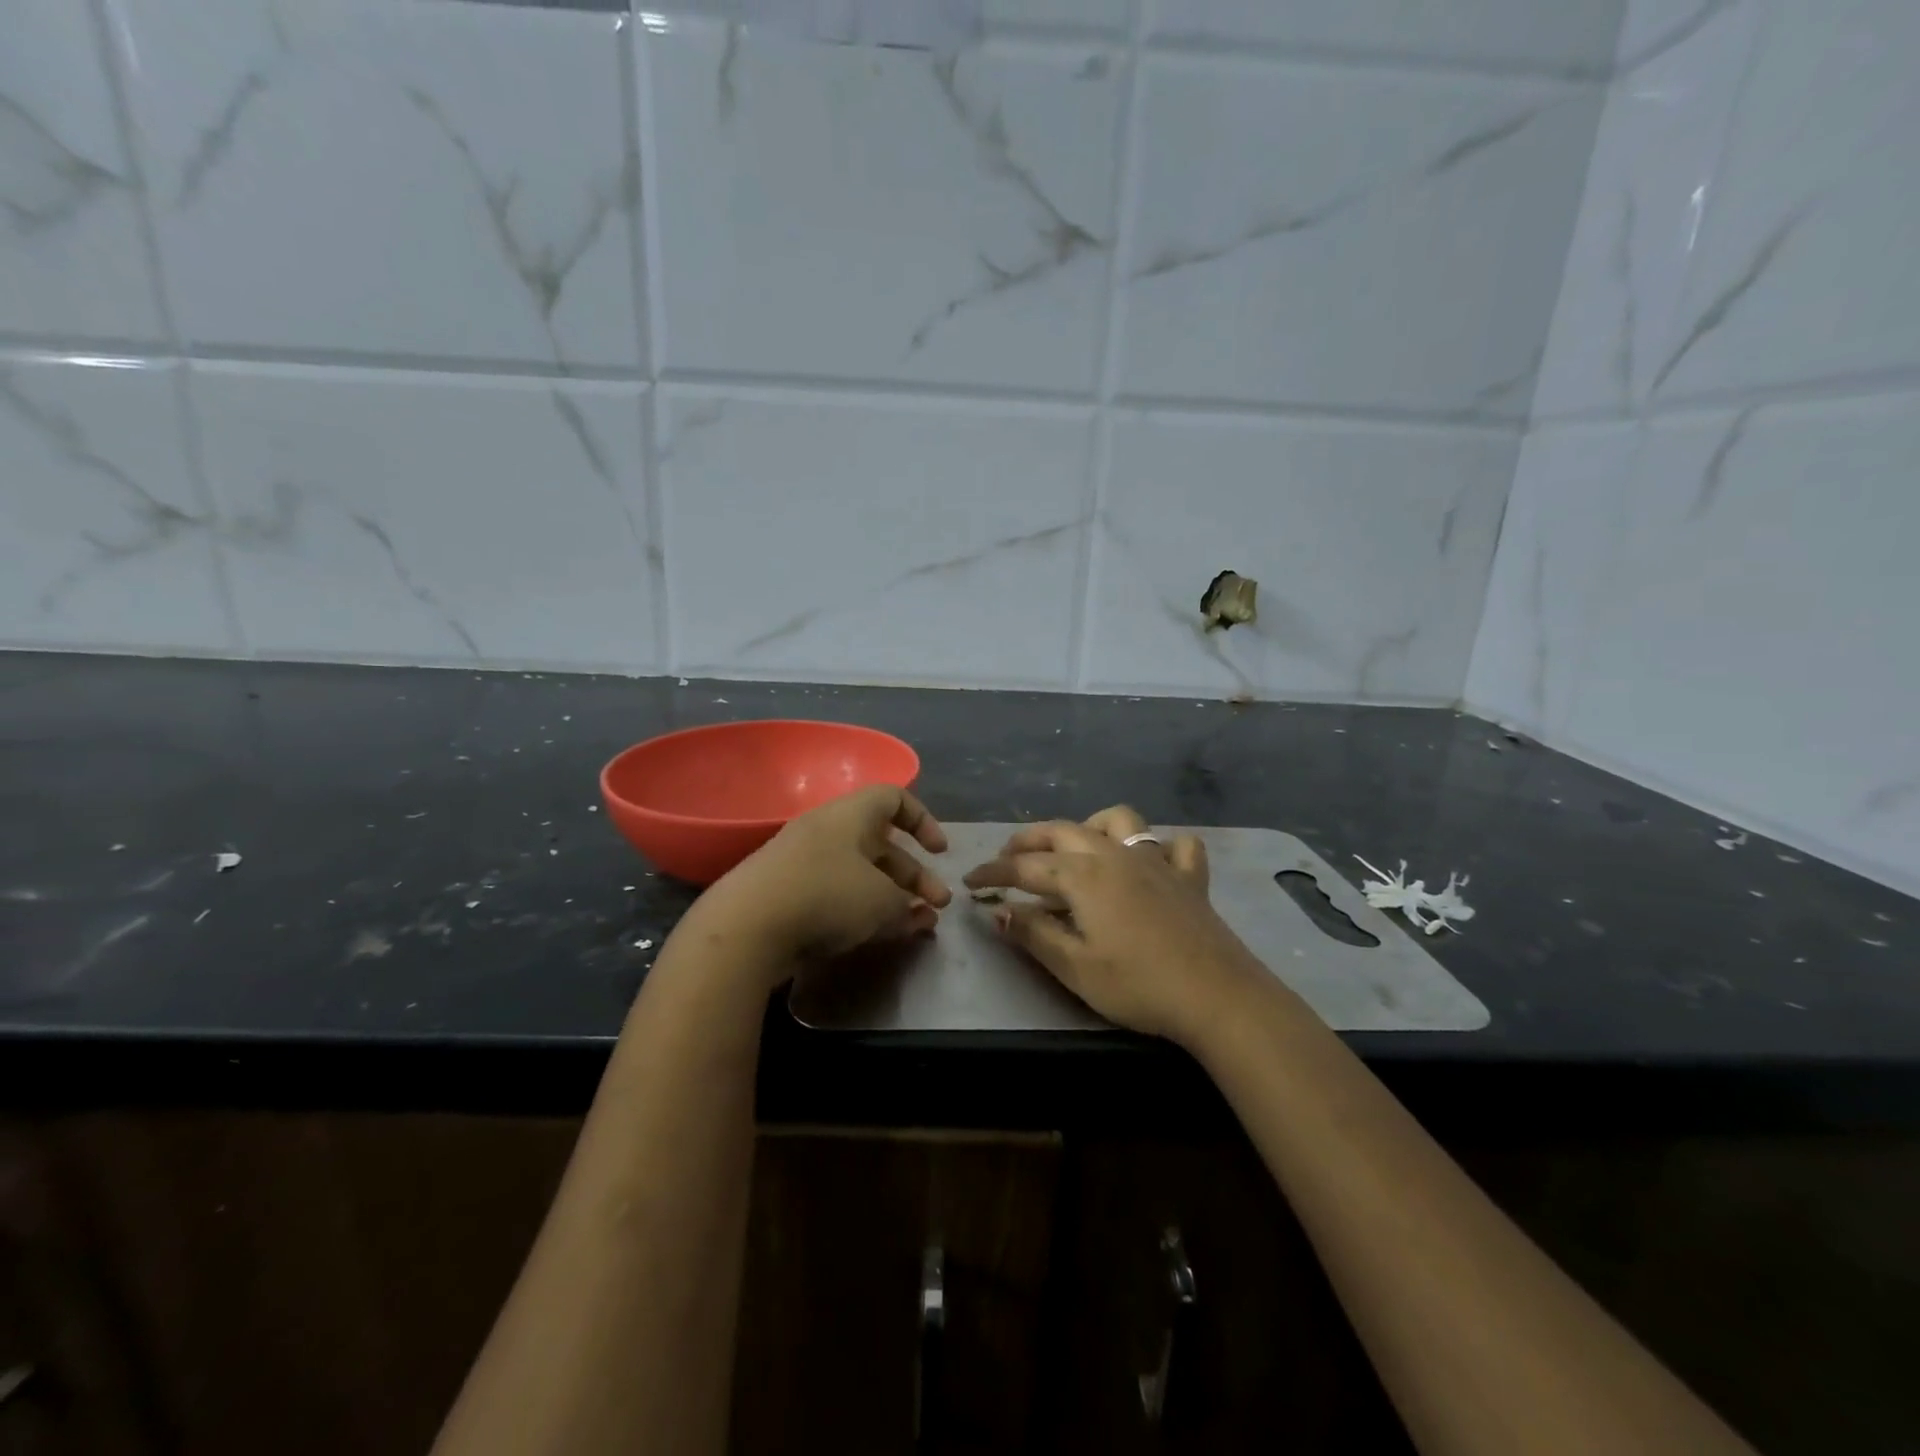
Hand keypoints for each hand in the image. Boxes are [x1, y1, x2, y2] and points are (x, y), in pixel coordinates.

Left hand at [694, 785, 951, 981]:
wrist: (745, 927)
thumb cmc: (826, 895)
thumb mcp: (882, 901)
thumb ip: (908, 906)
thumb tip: (918, 914)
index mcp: (851, 815)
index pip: (894, 799)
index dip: (923, 821)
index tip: (939, 852)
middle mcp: (827, 831)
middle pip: (881, 844)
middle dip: (914, 875)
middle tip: (938, 905)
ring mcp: (803, 863)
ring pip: (860, 874)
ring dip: (892, 897)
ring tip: (916, 927)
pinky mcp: (787, 895)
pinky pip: (836, 894)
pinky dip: (861, 911)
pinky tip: (877, 938)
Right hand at [963, 806, 1264, 1044]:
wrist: (1217, 996)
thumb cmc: (1138, 984)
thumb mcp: (1074, 967)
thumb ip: (1033, 934)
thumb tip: (999, 911)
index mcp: (1083, 875)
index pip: (1025, 867)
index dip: (994, 873)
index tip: (971, 882)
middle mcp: (1115, 854)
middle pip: (1063, 832)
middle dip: (1029, 840)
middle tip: (1007, 856)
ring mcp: (1156, 860)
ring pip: (1118, 821)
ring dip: (1089, 827)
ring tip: (1076, 848)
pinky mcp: (1188, 877)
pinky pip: (1174, 845)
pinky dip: (1159, 847)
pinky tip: (1150, 862)